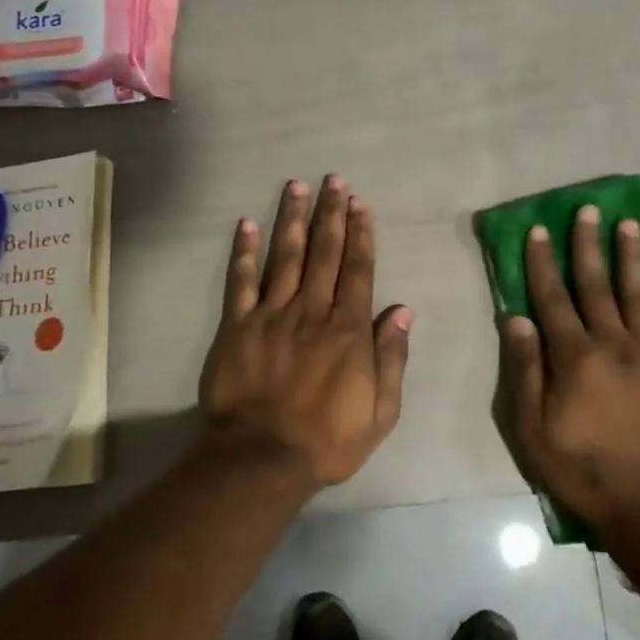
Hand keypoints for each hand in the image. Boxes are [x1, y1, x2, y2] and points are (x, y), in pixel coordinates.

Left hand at [200, 175, 411, 486]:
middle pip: (323, 253)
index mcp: (348, 329)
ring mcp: (271, 315)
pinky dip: (244, 253)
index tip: (360, 203)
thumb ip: (392, 358)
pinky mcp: (237, 327)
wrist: (262, 460)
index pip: (358, 270)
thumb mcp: (380, 411)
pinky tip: (247, 225)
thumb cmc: (328, 439)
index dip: (360, 234)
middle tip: (332, 180)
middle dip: (330, 214)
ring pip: (285, 257)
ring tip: (296, 187)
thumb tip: (403, 311)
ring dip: (292, 219)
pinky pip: (240, 283)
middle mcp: (311, 311)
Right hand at [501, 206, 639, 533]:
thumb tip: (517, 318)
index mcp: (574, 356)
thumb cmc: (584, 469)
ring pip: (638, 294)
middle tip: (588, 209)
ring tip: (630, 224)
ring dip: (631, 257)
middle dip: (588, 245)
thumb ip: (526, 371)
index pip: (552, 298)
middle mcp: (613, 343)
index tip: (538, 230)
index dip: (542, 262)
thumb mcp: (533, 429)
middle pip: (596, 285)